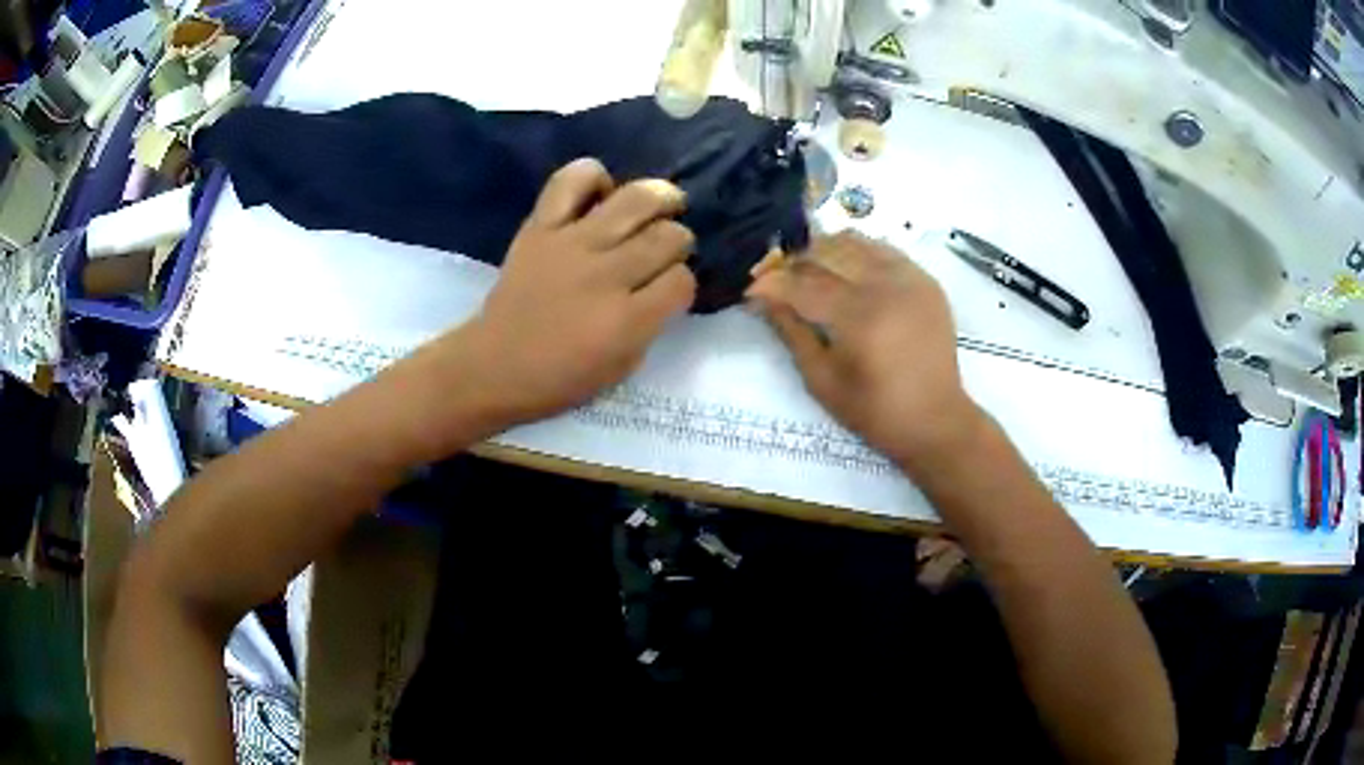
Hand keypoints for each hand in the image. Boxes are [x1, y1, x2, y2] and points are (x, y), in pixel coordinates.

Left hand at [457, 158, 696, 424]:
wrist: (493, 366)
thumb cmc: (559, 378)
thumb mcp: (621, 367)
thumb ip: (650, 324)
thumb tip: (662, 285)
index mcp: (628, 321)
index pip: (681, 281)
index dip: (683, 283)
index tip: (670, 287)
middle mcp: (606, 275)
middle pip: (667, 236)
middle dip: (678, 239)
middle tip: (667, 247)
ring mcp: (572, 245)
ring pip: (635, 199)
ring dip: (660, 197)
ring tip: (663, 201)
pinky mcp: (541, 227)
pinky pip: (571, 181)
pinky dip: (593, 177)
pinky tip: (601, 193)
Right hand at [747, 231, 983, 468]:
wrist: (935, 419)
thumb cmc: (875, 411)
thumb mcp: (822, 381)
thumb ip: (792, 333)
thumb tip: (764, 300)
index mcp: (857, 317)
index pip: (802, 284)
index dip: (770, 284)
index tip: (750, 291)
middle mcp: (884, 286)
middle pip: (825, 252)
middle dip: (793, 262)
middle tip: (777, 280)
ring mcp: (908, 278)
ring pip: (854, 242)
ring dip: (824, 250)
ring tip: (809, 270)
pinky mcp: (924, 280)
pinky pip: (883, 249)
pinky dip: (857, 252)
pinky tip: (846, 268)